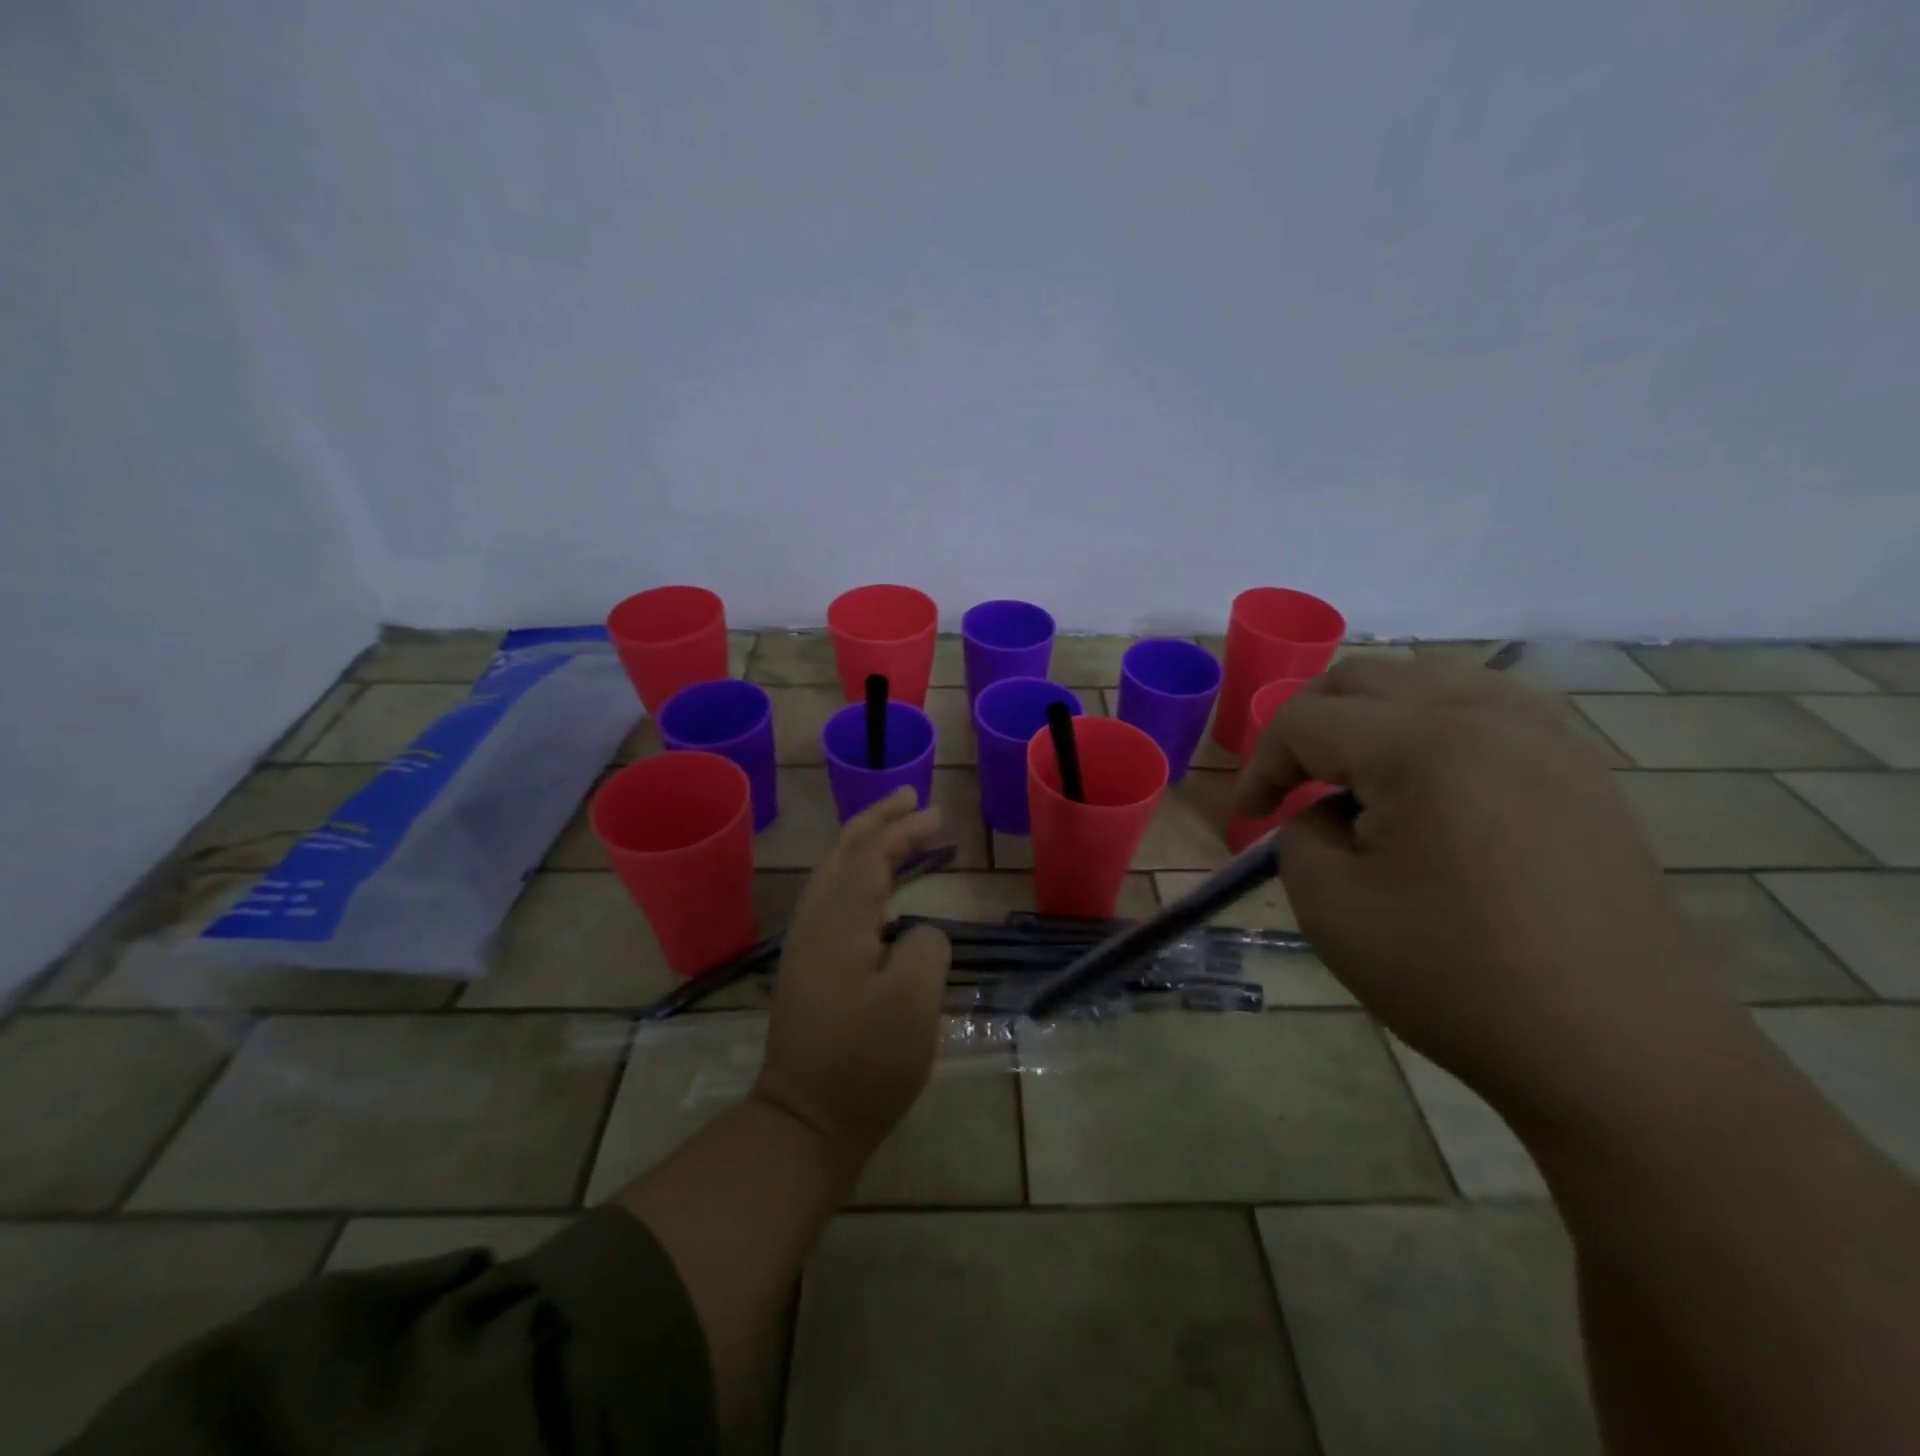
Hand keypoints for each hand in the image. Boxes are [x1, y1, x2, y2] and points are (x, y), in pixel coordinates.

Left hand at [754, 788, 952, 1163]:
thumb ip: (925, 947)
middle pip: (844, 852)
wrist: (806, 1121)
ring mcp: (806, 944)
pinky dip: (860, 877)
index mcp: (837, 920)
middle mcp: (814, 921)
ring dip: (868, 846)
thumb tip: (916, 934)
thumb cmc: (865, 1062)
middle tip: (914, 800)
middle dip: (879, 822)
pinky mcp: (809, 967)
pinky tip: (879, 890)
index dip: (902, 828)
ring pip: (836, 874)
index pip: (868, 853)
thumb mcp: (914, 1002)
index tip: (936, 813)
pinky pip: (835, 899)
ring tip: (899, 831)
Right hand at [1235, 656, 1734, 1118]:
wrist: (1618, 1051)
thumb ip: (1299, 832)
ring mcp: (1546, 734)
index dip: (1261, 764)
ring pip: (1424, 680)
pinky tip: (1424, 783)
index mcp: (1424, 745)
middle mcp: (1488, 715)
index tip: (1249, 818)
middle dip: (1307, 726)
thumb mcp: (1330, 906)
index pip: (1306, 720)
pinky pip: (1481, 708)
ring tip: (1354, 782)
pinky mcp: (1578, 764)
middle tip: (1290, 787)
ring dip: (1367, 719)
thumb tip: (1322, 810)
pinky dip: (1428, 726)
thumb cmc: (1456, 979)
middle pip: (1362, 680)